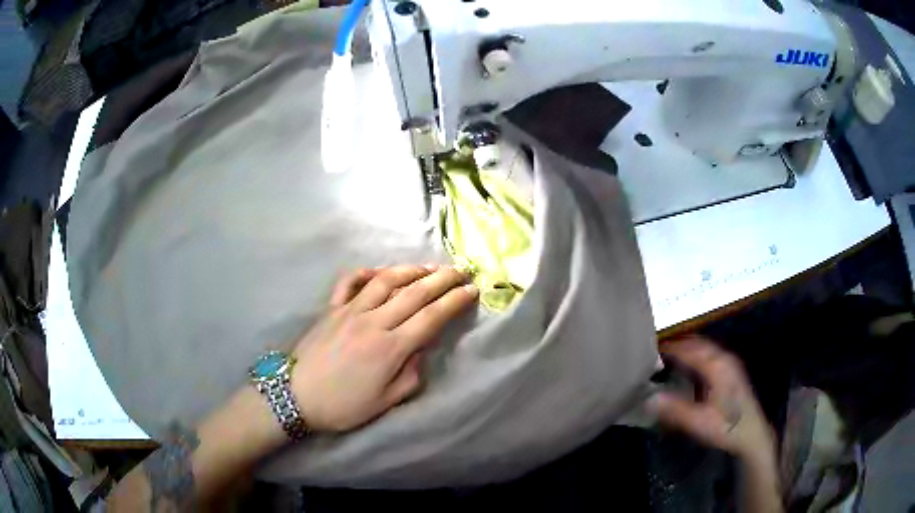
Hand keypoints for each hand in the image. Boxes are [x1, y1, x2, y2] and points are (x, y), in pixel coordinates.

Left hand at [289, 265, 478, 432]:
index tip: (471, 291)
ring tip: (429, 267)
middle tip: (461, 270)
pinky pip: (349, 282)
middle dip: (442, 279)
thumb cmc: (343, 405)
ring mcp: (349, 310)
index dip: (454, 301)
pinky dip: (366, 273)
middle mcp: (373, 321)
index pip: (431, 317)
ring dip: (411, 270)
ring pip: (385, 280)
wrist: (296, 397)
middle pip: (414, 292)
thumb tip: (419, 350)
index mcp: (390, 347)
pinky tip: (379, 273)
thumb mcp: (384, 402)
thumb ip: (410, 376)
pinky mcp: (331, 308)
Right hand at [653, 337, 775, 463]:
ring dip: (687, 348)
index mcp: (717, 366)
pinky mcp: (731, 371)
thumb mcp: (699, 422)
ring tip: (667, 355)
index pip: (689, 349)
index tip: (649, 349)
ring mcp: (729, 363)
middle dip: (677, 344)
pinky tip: (687, 366)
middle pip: (698, 343)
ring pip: (704, 348)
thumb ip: (675, 409)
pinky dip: (695, 355)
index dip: (670, 348)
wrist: (751, 433)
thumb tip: (649, 398)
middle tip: (655, 351)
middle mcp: (724, 359)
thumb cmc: (726, 427)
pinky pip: (709, 355)